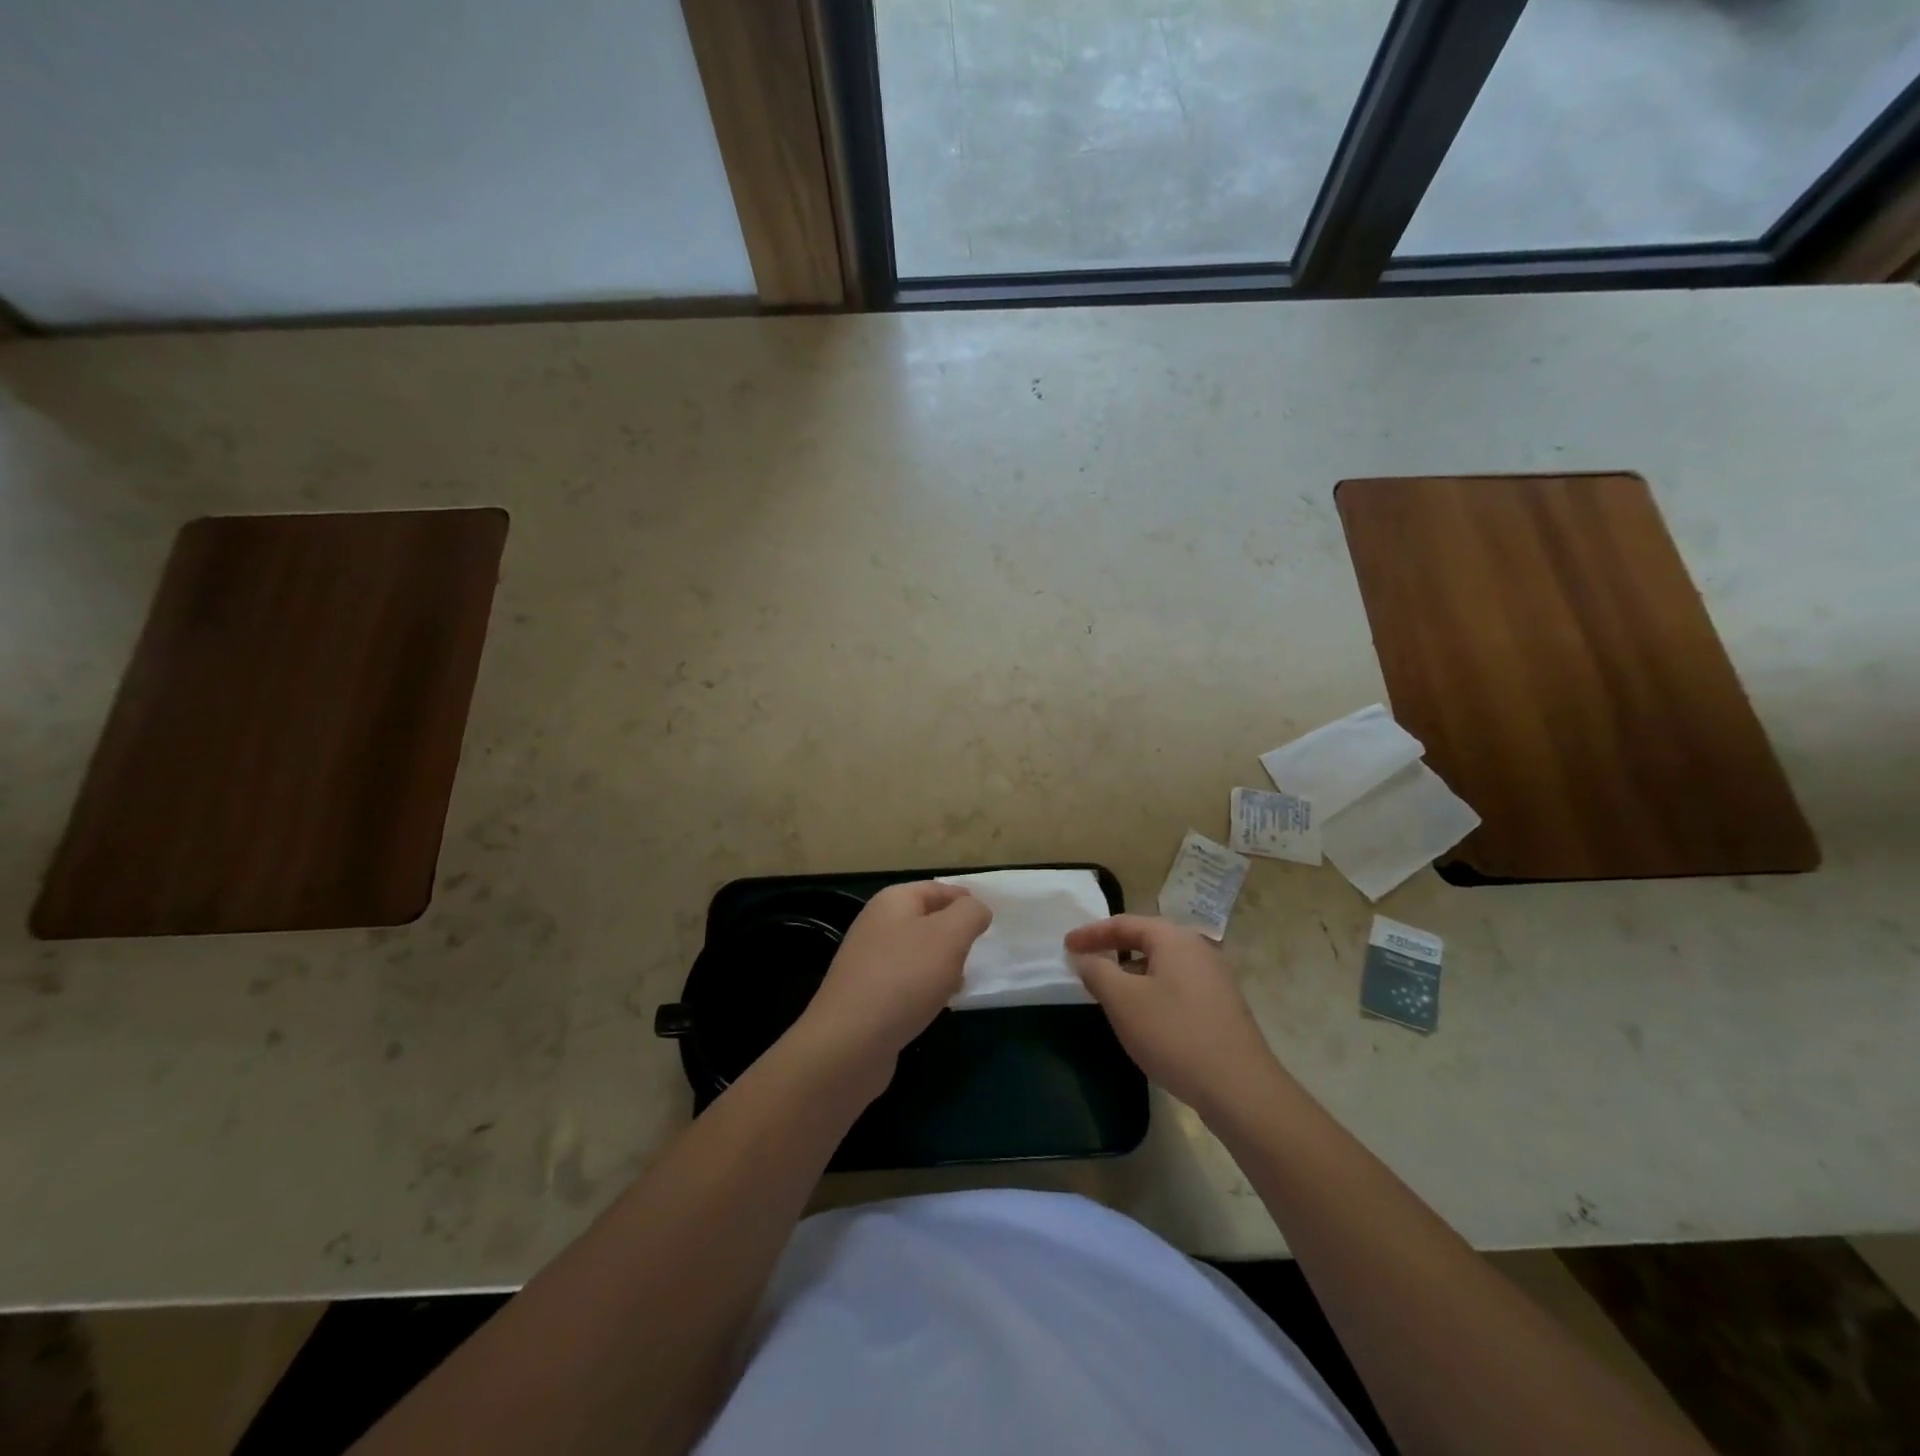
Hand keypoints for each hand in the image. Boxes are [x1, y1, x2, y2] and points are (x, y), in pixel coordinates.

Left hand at [795, 882, 991, 1100]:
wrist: (851, 1042)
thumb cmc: (905, 977)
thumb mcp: (950, 935)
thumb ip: (970, 914)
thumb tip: (977, 909)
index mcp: (893, 901)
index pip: (936, 889)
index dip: (964, 900)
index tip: (990, 919)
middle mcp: (876, 925)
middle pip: (926, 920)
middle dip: (955, 934)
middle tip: (978, 952)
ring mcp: (868, 961)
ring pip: (917, 953)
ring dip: (942, 964)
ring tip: (962, 982)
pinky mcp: (866, 995)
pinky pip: (905, 982)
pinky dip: (925, 989)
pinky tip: (938, 1005)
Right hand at [1066, 914, 1284, 1118]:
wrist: (1240, 1089)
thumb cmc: (1174, 1035)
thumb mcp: (1123, 1001)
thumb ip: (1097, 971)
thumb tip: (1085, 958)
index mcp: (1174, 939)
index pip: (1124, 923)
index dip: (1091, 933)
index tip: (1066, 946)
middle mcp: (1198, 949)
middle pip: (1146, 940)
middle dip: (1112, 950)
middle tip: (1085, 963)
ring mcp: (1214, 978)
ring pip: (1162, 964)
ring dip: (1131, 972)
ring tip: (1108, 992)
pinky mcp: (1221, 1007)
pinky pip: (1176, 985)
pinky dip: (1151, 990)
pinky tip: (1143, 1016)